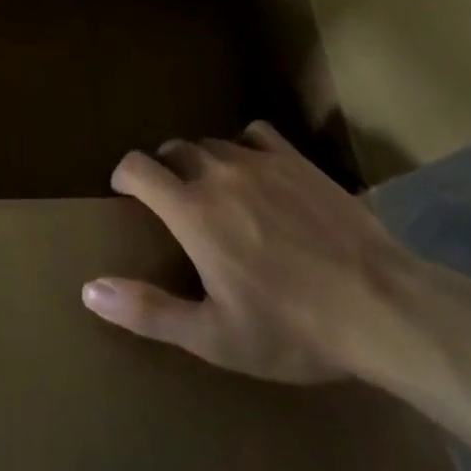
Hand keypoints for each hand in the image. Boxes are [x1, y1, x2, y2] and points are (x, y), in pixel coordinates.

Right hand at [81, 122, 414, 385]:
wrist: (380, 305)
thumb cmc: (291, 329)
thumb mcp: (214, 337)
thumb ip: (148, 311)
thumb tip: (90, 289)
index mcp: (191, 210)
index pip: (137, 167)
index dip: (124, 175)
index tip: (126, 194)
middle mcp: (217, 172)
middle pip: (174, 150)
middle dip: (164, 171)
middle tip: (175, 206)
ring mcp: (259, 160)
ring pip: (212, 143)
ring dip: (202, 163)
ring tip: (217, 194)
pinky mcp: (295, 159)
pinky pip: (254, 134)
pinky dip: (243, 147)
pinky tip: (256, 172)